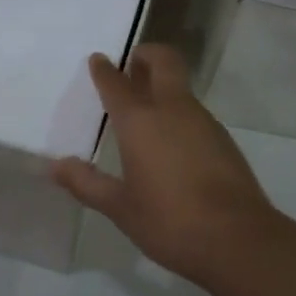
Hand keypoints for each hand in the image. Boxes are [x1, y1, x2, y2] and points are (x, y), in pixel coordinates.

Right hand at [51, 44, 288, 285]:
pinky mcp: (223, 140)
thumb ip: (87, 183)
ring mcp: (204, 122)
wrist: (238, 240)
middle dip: (147, 55)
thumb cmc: (169, 221)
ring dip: (164, 86)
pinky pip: (195, 113)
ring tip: (145, 108)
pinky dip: (179, 113)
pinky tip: (171, 143)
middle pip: (164, 62)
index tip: (98, 60)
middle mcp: (173, 110)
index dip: (105, 69)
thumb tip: (56, 166)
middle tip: (132, 64)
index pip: (117, 83)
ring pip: (181, 88)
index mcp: (140, 121)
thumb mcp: (120, 207)